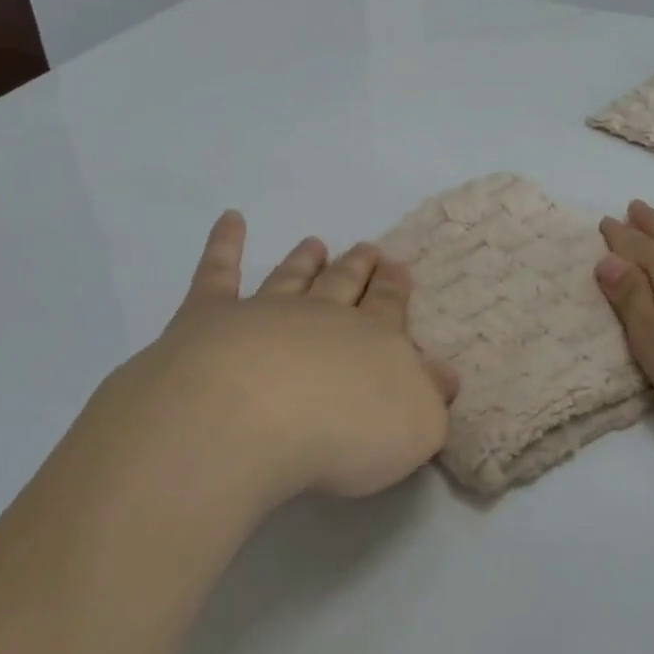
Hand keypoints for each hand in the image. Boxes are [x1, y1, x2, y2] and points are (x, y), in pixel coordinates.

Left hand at [101, 211, 457, 509]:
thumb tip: (444, 373)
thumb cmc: (342, 433)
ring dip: (303, 260)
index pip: (389, 308)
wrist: (250, 417)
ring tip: (314, 243)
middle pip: (344, 284)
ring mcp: (264, 310)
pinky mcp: (209, 315)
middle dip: (358, 268)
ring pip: (291, 277)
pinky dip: (224, 243)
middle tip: (368, 248)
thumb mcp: (415, 428)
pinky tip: (230, 220)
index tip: (398, 268)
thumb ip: (430, 398)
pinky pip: (218, 271)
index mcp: (373, 340)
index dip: (394, 290)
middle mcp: (321, 315)